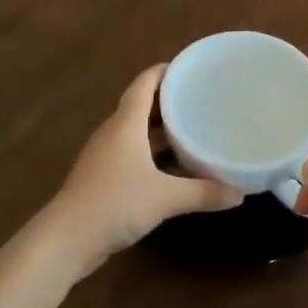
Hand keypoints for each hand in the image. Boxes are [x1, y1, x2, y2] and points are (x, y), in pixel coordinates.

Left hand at [38, 65, 240, 278]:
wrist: (67, 239)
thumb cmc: (115, 203)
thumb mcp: (166, 197)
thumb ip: (204, 192)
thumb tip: (240, 193)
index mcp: (126, 123)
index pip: (144, 84)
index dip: (164, 71)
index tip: (190, 68)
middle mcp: (114, 133)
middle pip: (141, 105)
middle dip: (169, 100)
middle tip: (201, 98)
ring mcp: (106, 156)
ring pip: (136, 132)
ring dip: (161, 129)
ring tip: (192, 127)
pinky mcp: (103, 177)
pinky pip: (132, 153)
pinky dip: (152, 152)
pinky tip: (173, 165)